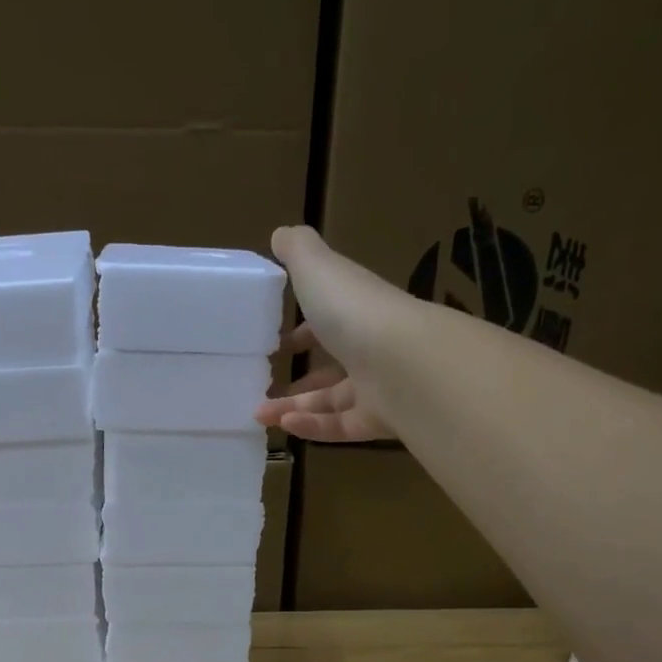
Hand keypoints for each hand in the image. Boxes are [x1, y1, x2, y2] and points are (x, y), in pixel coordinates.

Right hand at [257, 225, 419, 442]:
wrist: (402, 363)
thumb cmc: (354, 312)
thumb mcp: (318, 270)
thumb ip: (298, 252)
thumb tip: (280, 234)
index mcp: (358, 311)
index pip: (332, 319)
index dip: (305, 329)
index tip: (278, 342)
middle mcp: (371, 348)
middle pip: (332, 366)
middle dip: (297, 377)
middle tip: (262, 386)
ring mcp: (378, 387)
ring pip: (331, 402)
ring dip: (293, 406)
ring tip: (259, 414)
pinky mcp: (378, 421)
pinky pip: (340, 428)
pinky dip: (312, 428)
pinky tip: (285, 425)